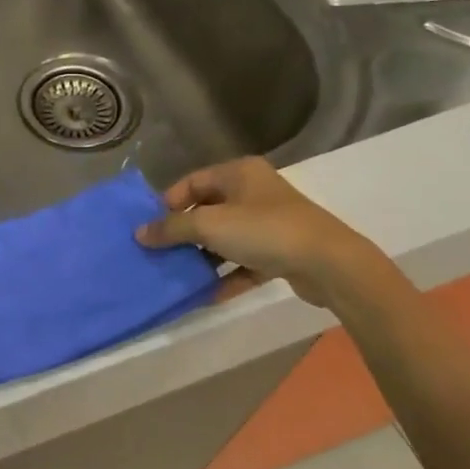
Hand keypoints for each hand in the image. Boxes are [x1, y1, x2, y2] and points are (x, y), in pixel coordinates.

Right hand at [135, 157, 377, 308]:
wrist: (329, 263)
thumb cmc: (264, 231)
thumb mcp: (209, 225)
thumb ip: (172, 228)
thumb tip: (140, 233)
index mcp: (239, 173)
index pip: (192, 182)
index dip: (168, 203)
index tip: (149, 227)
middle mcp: (254, 192)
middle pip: (208, 210)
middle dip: (183, 233)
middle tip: (159, 253)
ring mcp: (270, 223)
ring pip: (226, 239)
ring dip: (203, 257)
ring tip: (178, 275)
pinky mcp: (281, 252)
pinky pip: (245, 263)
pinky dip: (227, 276)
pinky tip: (208, 295)